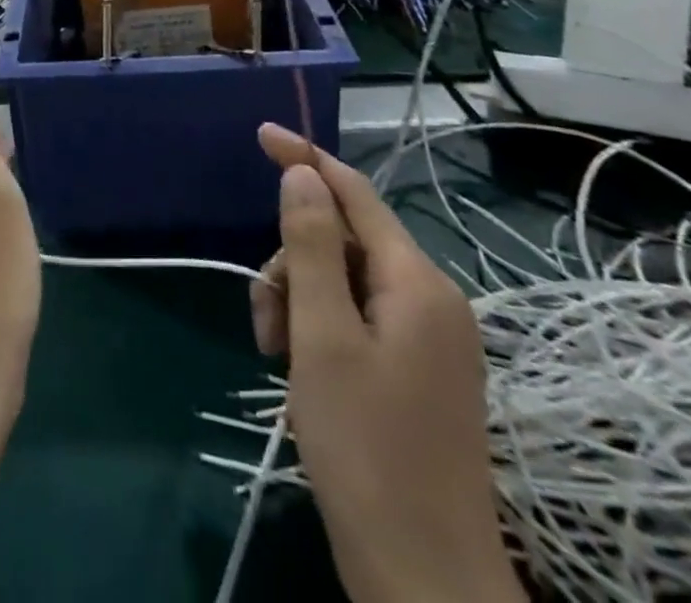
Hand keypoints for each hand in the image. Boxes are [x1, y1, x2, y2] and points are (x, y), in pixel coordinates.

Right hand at [250, 124, 522, 602]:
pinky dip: (317, 333)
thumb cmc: (366, 449)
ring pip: (341, 283)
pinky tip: (298, 374)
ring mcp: (426, 341)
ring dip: (297, 305)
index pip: (354, 193)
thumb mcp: (322, 336)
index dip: (305, 158)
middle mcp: (430, 301)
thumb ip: (312, 246)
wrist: (424, 581)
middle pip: (343, 243)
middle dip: (292, 266)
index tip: (260, 133)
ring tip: (277, 359)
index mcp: (418, 284)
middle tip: (265, 325)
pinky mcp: (415, 373)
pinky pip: (354, 320)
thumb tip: (302, 175)